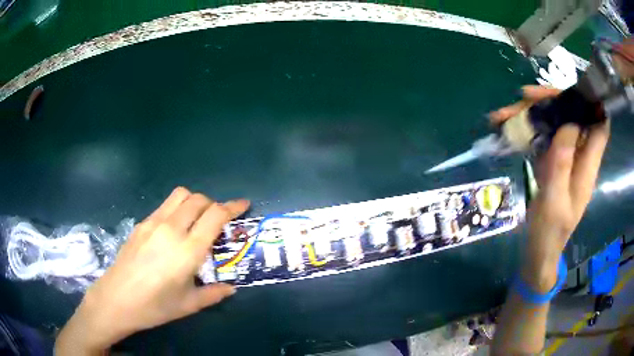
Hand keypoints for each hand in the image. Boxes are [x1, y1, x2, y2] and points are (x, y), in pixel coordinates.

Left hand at [55, 187, 249, 353]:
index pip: (215, 215)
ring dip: (193, 201)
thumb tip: (231, 288)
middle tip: (217, 220)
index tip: (244, 204)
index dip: (233, 206)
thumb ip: (213, 294)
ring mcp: (153, 223)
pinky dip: (176, 209)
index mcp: (187, 250)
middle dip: (213, 204)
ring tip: (195, 220)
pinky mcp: (141, 223)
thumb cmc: (155, 306)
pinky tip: (172, 231)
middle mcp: (172, 229)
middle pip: (198, 198)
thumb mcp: (189, 305)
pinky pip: (164, 206)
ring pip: (179, 195)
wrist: (117, 299)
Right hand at [490, 85, 609, 290]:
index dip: (591, 103)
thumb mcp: (556, 200)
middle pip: (572, 115)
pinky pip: (542, 136)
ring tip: (502, 115)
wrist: (539, 250)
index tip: (571, 88)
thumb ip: (563, 161)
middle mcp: (579, 155)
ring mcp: (564, 157)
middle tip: (523, 97)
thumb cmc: (549, 231)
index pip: (599, 125)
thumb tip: (567, 121)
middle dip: (550, 101)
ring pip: (554, 122)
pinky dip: (525, 128)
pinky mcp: (552, 161)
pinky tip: (505, 128)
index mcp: (587, 165)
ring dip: (531, 114)